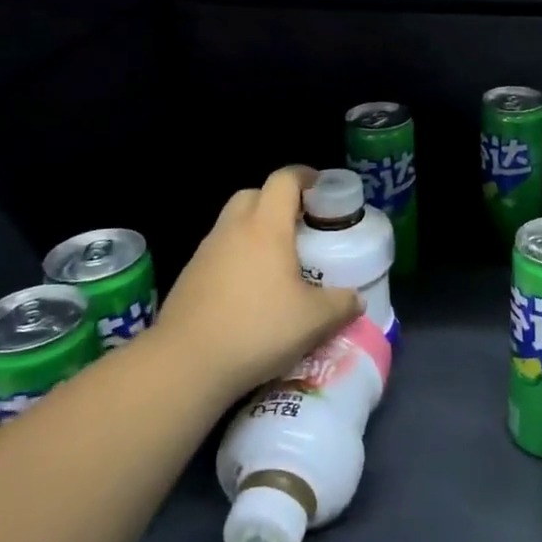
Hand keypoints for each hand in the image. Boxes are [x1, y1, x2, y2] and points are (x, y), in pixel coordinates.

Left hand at [150, 166, 361, 401]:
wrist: (185, 364)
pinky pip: (219, 253)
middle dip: (277, 201)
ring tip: (278, 262)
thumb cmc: (257, 329)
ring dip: (255, 231)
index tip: (323, 187)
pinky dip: (237, 258)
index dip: (305, 176)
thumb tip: (355, 299)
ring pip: (233, 224)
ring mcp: (205, 253)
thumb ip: (342, 305)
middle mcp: (233, 230)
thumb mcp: (314, 321)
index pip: (284, 180)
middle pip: (253, 194)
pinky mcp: (189, 278)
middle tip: (300, 226)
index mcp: (266, 227)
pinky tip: (250, 291)